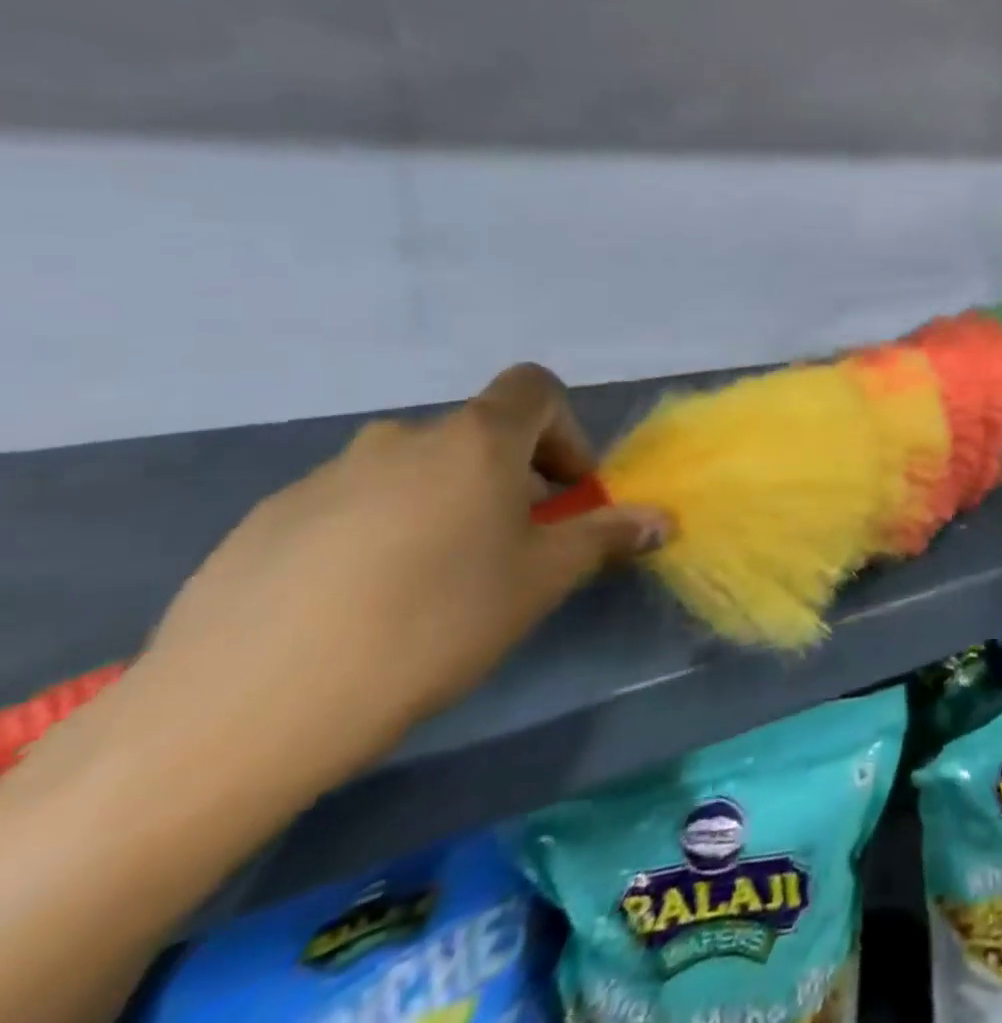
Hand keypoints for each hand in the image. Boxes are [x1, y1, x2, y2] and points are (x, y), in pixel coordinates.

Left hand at [126, 364, 665, 797]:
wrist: (240, 711)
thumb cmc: (430, 625)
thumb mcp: (539, 583)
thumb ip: (605, 537)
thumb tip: (662, 518)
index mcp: (475, 440)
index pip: (535, 388)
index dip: (565, 431)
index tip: (566, 494)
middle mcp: (402, 438)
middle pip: (477, 435)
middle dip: (509, 480)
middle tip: (508, 552)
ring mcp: (325, 475)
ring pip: (413, 473)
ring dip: (443, 506)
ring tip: (431, 587)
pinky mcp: (265, 521)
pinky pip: (349, 507)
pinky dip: (377, 534)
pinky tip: (357, 610)